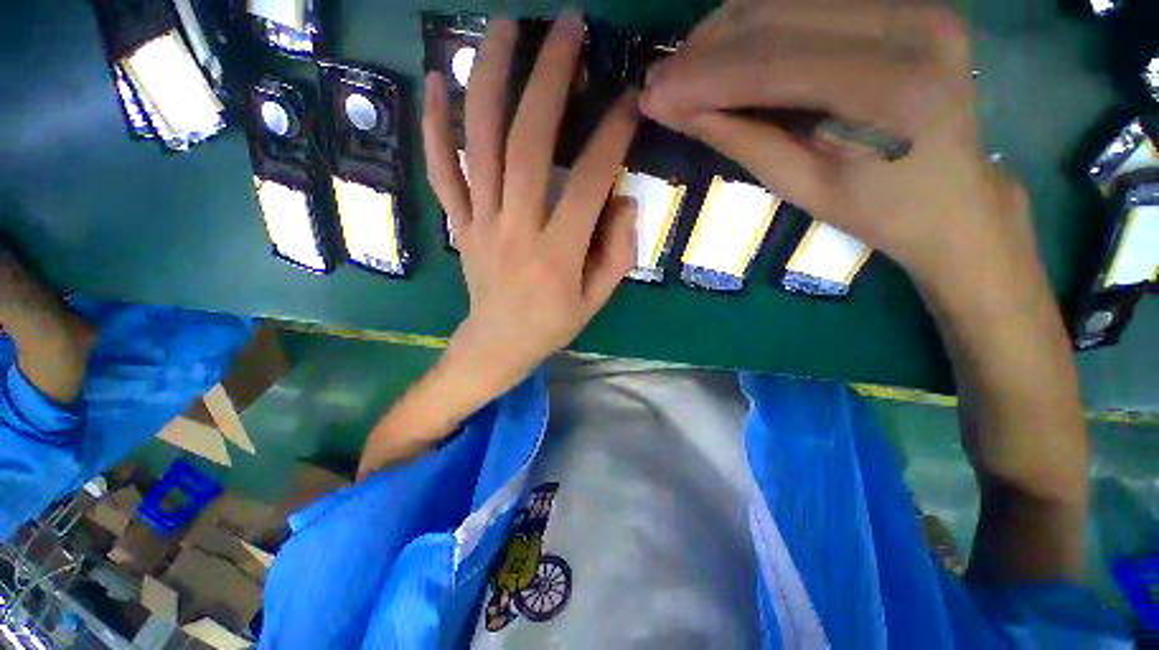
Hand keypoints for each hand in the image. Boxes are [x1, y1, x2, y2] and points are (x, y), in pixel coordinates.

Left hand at [422, 14, 639, 397]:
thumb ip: (618, 253)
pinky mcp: (459, 224)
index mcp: (557, 255)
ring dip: (489, 79)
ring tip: (505, 28)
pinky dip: (434, 125)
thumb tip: (624, 199)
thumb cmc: (552, 325)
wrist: (498, 344)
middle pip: (527, 145)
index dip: (611, 136)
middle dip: (549, 79)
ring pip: (479, 144)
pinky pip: (441, 171)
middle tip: (568, 27)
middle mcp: (516, 230)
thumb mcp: (597, 300)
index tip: (630, 97)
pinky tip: (436, 82)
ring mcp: (480, 223)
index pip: (586, 183)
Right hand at [641, 0, 1032, 288]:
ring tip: (685, 69)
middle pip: (777, 14)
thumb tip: (676, 111)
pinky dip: (757, 20)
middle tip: (660, 81)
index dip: (701, 79)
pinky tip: (726, 49)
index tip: (652, 97)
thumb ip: (739, 139)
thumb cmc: (877, 209)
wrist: (954, 197)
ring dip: (723, 30)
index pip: (771, 64)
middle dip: (705, 49)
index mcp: (889, 89)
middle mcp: (909, 24)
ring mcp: (913, 1)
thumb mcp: (800, 186)